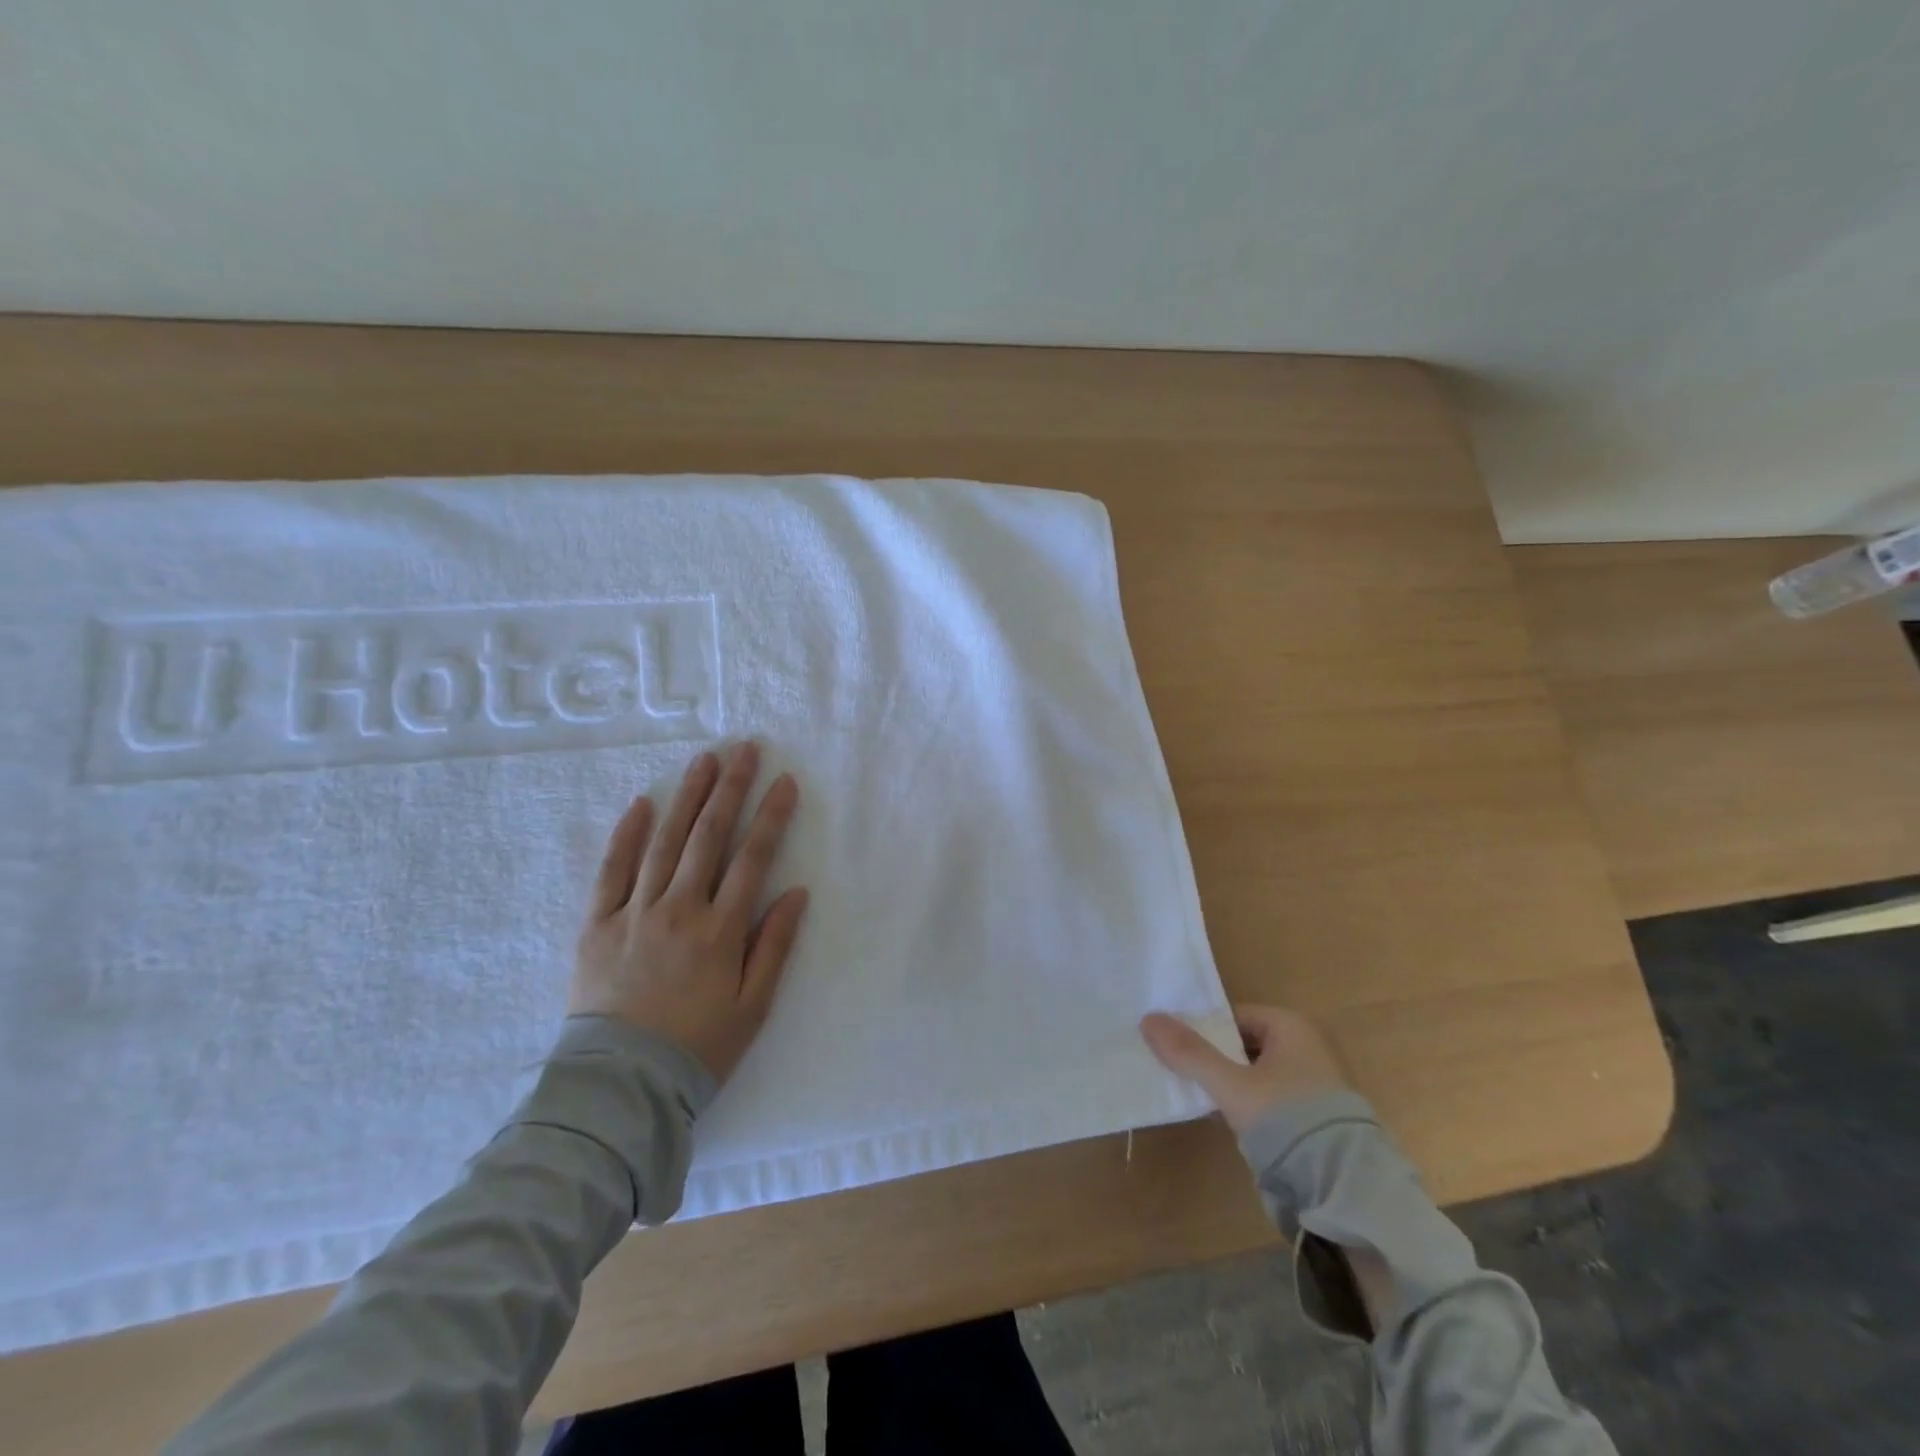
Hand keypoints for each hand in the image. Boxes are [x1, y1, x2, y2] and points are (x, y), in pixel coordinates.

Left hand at [571, 741, 808, 1083]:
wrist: (620, 1086)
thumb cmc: (697, 1047)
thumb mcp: (752, 1006)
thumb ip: (774, 946)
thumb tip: (796, 892)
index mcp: (720, 930)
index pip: (752, 858)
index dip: (771, 816)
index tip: (785, 782)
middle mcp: (679, 909)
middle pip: (709, 837)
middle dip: (730, 788)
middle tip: (744, 749)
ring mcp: (634, 913)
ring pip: (664, 842)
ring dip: (687, 797)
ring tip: (703, 761)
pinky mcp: (597, 924)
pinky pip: (611, 871)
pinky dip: (627, 835)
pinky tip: (642, 804)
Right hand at [1139, 1003, 1347, 1133]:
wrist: (1345, 1189)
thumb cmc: (1286, 1119)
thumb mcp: (1230, 1084)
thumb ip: (1190, 1053)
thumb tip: (1147, 1018)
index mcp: (1292, 1026)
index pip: (1233, 1017)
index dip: (1203, 1031)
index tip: (1176, 1047)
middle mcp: (1308, 1047)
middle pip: (1245, 1044)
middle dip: (1216, 1058)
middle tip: (1182, 1072)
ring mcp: (1316, 1084)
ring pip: (1257, 1074)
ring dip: (1232, 1084)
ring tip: (1200, 1096)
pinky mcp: (1318, 1119)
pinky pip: (1272, 1100)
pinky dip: (1251, 1106)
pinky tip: (1231, 1121)